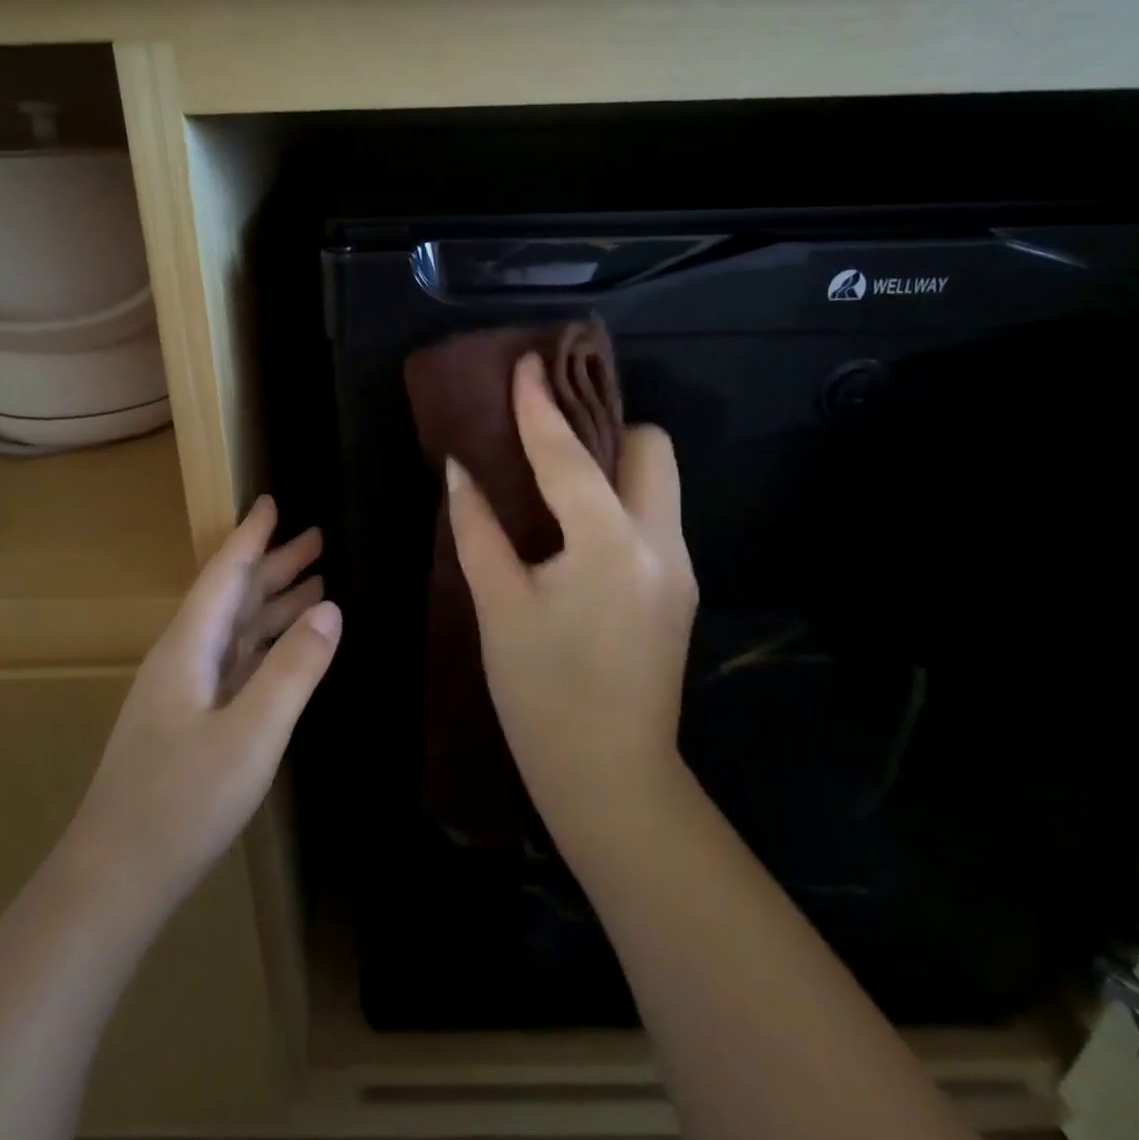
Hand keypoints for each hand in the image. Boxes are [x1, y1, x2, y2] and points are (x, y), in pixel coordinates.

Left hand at [69, 498, 339, 904]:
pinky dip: (265, 644)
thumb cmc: (182, 802)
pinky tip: (286, 646)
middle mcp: (184, 658)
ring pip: (235, 630)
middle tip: (319, 539)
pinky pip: (236, 662)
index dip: (251, 538)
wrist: (116, 878)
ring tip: (317, 584)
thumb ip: (293, 669)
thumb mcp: (251, 734)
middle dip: (274, 566)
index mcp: (189, 647)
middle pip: (233, 597)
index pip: (225, 575)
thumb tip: (330, 608)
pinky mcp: (191, 721)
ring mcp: (185, 692)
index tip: (272, 501)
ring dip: (273, 604)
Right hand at [446, 354, 696, 833]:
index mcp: (609, 544)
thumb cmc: (541, 693)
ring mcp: (679, 567)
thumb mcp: (499, 605)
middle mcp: (661, 543)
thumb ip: (478, 528)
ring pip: (658, 481)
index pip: (570, 455)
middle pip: (650, 447)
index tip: (526, 363)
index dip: (540, 407)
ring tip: (558, 479)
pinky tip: (576, 529)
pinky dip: (619, 502)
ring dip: (613, 465)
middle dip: (604, 429)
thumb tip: (459, 471)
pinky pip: (654, 516)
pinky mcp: (679, 588)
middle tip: (551, 441)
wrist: (610, 777)